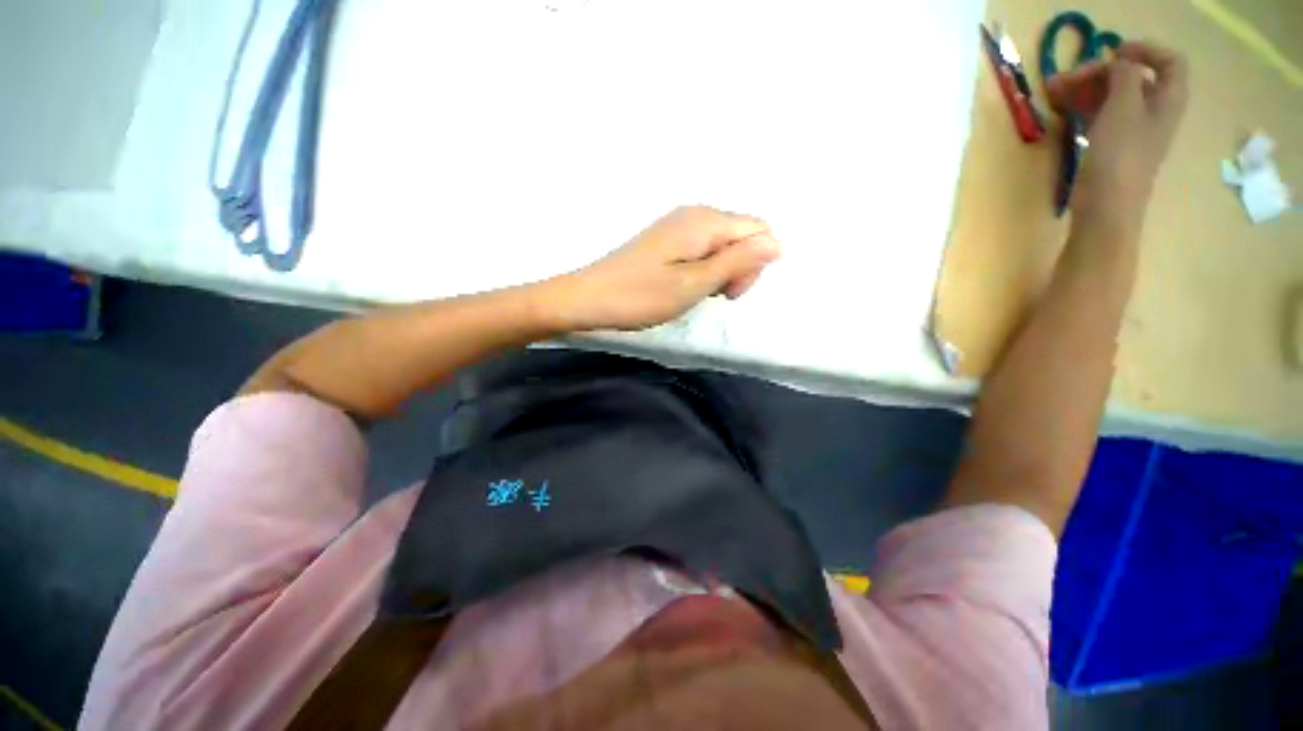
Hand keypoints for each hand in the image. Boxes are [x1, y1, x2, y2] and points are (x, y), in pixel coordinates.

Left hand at [550, 206, 781, 331]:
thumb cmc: (641, 296)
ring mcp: (679, 226)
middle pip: (743, 235)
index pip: (759, 231)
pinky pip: (703, 250)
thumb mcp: (694, 284)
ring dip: (720, 272)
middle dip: (738, 269)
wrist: (590, 297)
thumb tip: (778, 242)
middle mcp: (695, 215)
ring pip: (723, 245)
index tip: (727, 292)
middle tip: (711, 295)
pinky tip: (684, 285)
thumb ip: (737, 262)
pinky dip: (703, 270)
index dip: (754, 264)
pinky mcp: (668, 240)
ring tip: (694, 293)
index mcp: (705, 222)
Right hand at [1046, 42, 1188, 220]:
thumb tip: (1119, 63)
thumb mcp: (1124, 107)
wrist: (1106, 207)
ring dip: (1084, 89)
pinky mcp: (1111, 145)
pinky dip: (1082, 107)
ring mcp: (1131, 129)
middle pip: (1132, 78)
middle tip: (1067, 78)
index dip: (1145, 50)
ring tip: (1053, 91)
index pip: (1169, 61)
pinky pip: (1099, 115)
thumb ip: (1124, 76)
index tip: (1112, 51)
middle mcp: (1154, 110)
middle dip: (1099, 72)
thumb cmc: (1120, 155)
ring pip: (1110, 97)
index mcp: (1168, 99)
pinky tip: (1061, 108)